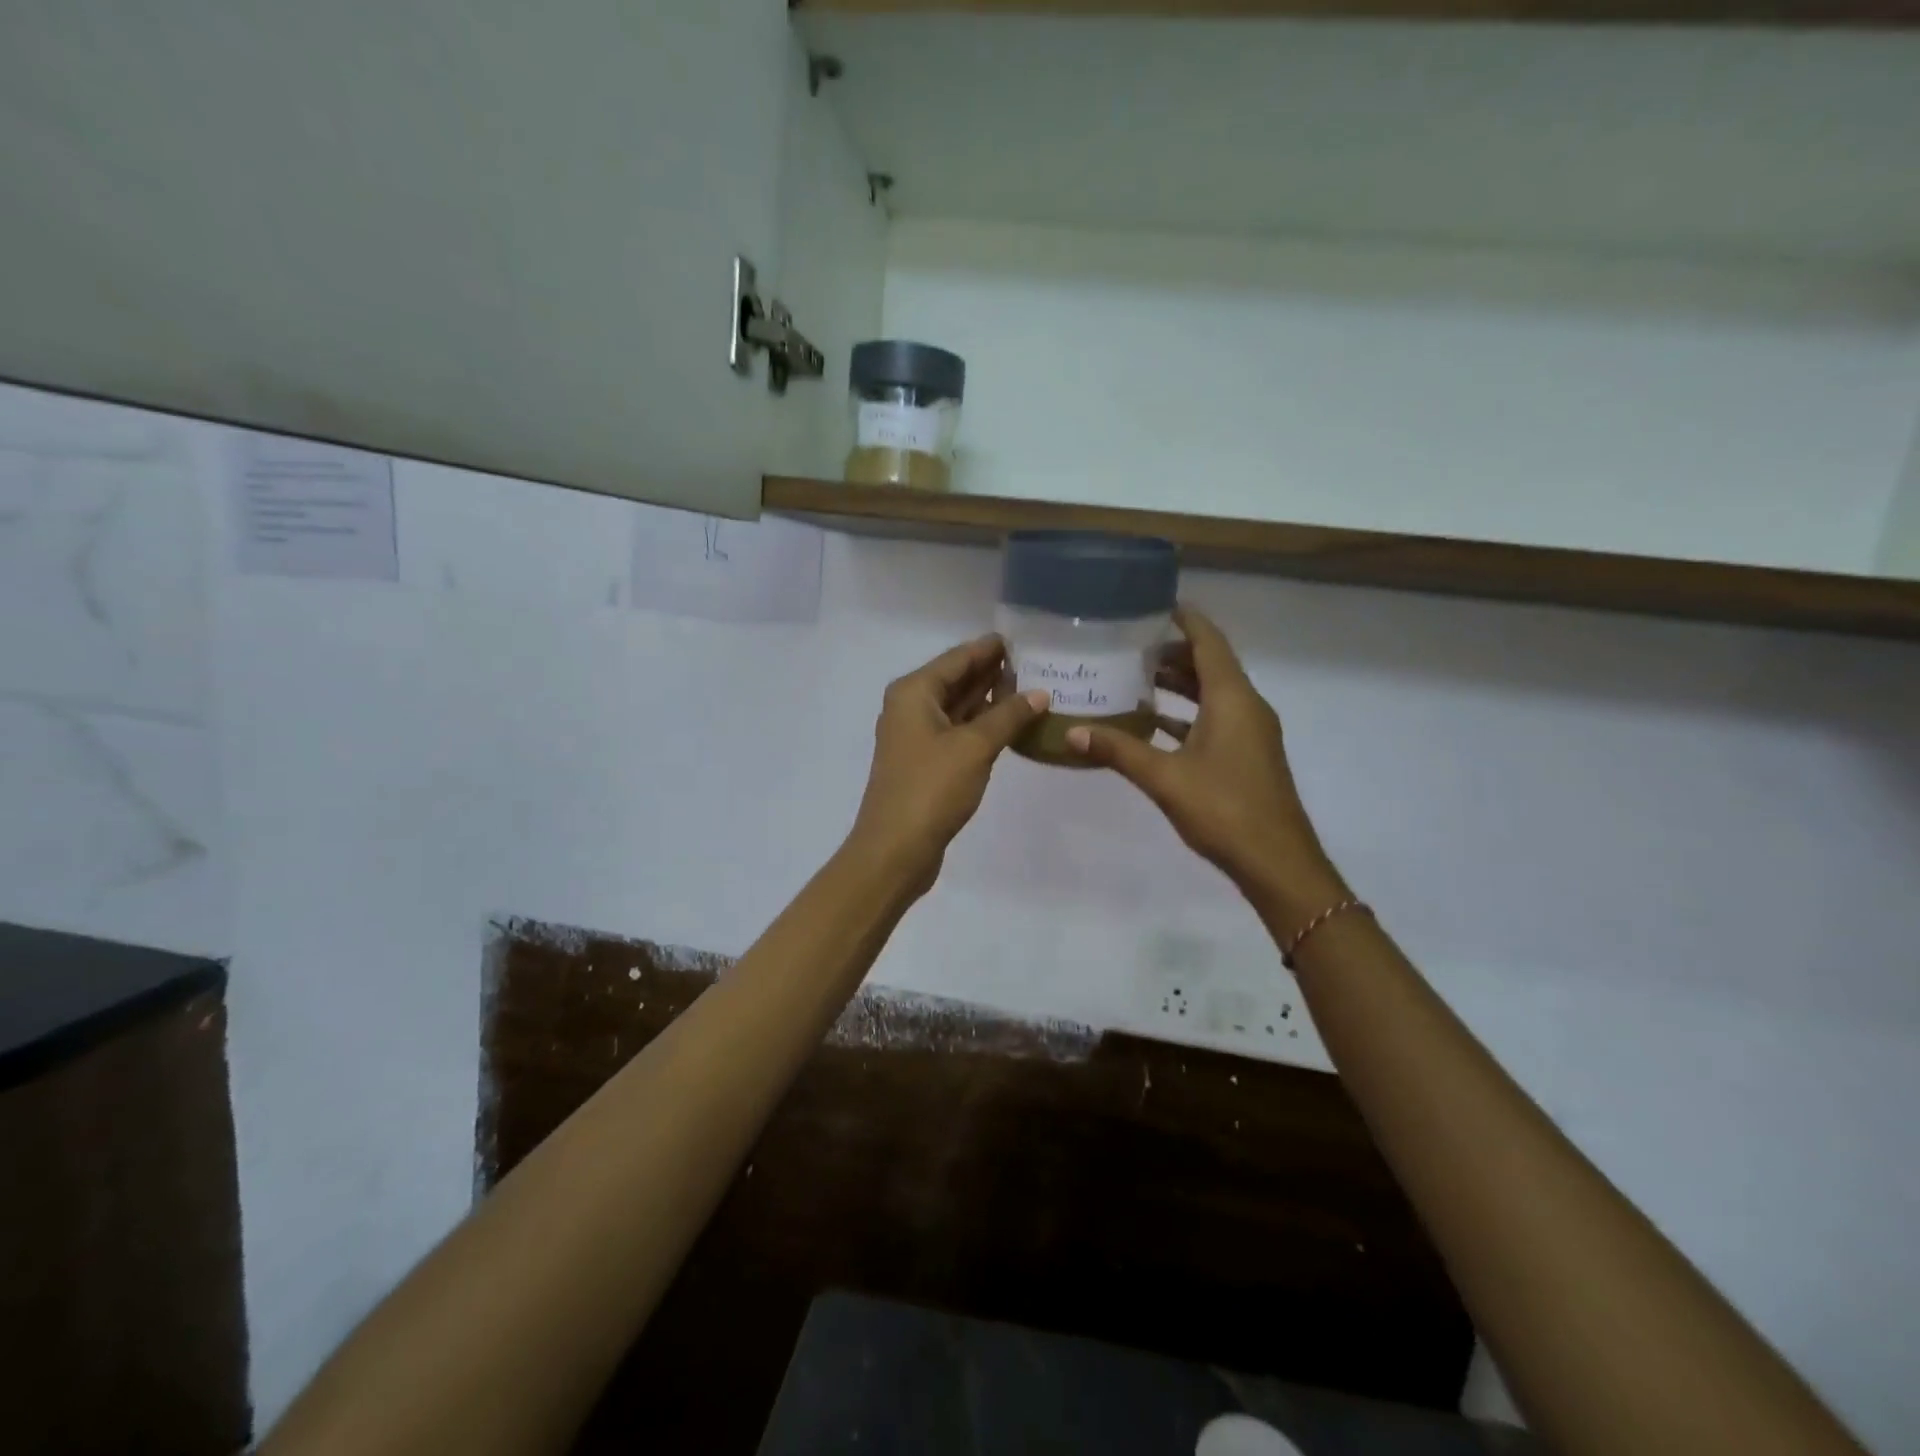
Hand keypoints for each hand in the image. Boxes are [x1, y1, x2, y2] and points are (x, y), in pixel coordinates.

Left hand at [848, 635, 1048, 893]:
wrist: (895, 849)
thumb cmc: (931, 788)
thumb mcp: (975, 747)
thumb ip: (1008, 715)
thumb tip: (1040, 693)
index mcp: (914, 692)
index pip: (958, 658)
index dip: (990, 648)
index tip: (1023, 637)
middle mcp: (910, 707)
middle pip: (956, 679)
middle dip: (992, 672)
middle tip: (1036, 662)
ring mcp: (916, 736)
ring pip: (958, 707)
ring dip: (989, 699)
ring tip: (1030, 688)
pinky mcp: (925, 762)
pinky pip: (957, 731)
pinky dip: (981, 725)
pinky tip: (1010, 724)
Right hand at [1066, 605, 1346, 926]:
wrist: (1276, 862)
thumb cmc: (1224, 809)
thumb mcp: (1164, 777)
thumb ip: (1118, 750)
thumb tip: (1071, 732)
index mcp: (1233, 698)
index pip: (1209, 642)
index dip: (1185, 620)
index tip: (1154, 606)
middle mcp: (1247, 706)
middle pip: (1210, 665)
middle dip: (1173, 654)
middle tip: (1130, 648)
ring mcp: (1251, 732)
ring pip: (1213, 693)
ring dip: (1180, 685)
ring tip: (1137, 679)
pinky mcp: (1248, 755)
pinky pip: (1216, 719)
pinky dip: (1187, 714)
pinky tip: (1155, 724)